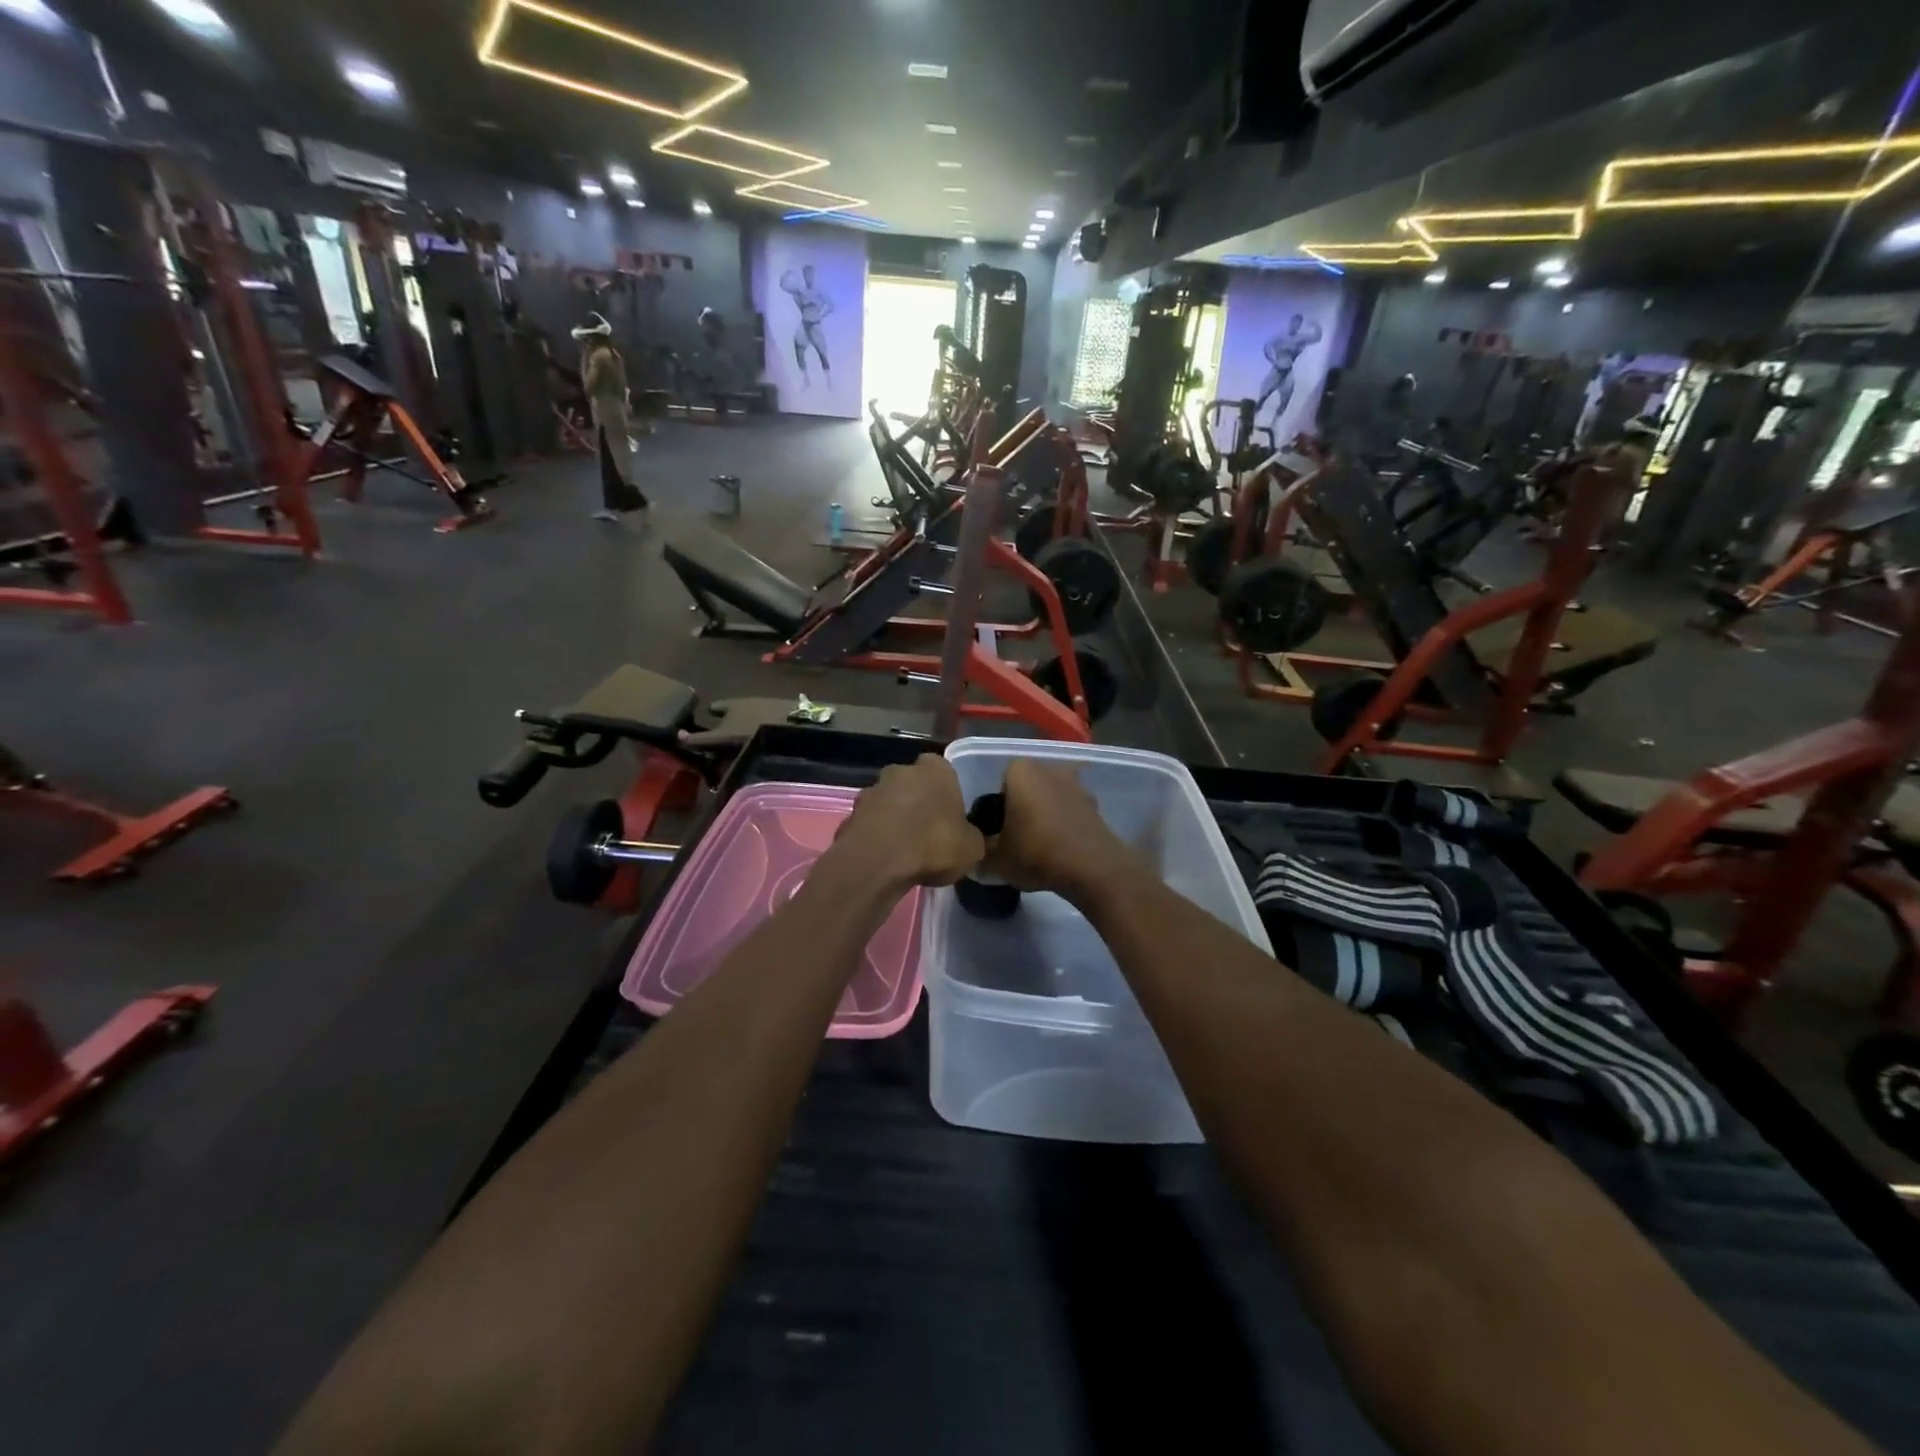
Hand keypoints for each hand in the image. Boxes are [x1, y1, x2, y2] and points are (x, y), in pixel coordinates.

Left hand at [833, 755, 984, 889]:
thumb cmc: (933, 845)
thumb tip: (968, 839)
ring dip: (894, 818)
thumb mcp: (972, 848)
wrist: (878, 863)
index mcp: (935, 769)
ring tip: (903, 848)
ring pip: (888, 801)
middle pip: (912, 782)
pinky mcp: (850, 814)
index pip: (943, 770)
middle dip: (917, 801)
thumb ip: (971, 836)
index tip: (950, 813)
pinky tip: (883, 858)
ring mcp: (871, 790)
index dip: (946, 791)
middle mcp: (900, 771)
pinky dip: (875, 835)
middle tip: (927, 830)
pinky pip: (869, 823)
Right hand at [981, 760, 1137, 905]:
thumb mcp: (995, 860)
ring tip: (1039, 848)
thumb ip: (980, 853)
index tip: (997, 833)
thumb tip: (975, 855)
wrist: (1092, 869)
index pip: (999, 785)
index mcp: (1020, 771)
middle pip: (1027, 789)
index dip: (996, 810)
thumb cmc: (1036, 852)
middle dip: (1021, 809)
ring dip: (1044, 817)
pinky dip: (1064, 826)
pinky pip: (1070, 812)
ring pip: (1050, 799)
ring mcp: (1077, 785)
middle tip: (1015, 839)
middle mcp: (1049, 768)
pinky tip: (1060, 851)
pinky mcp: (1095, 805)